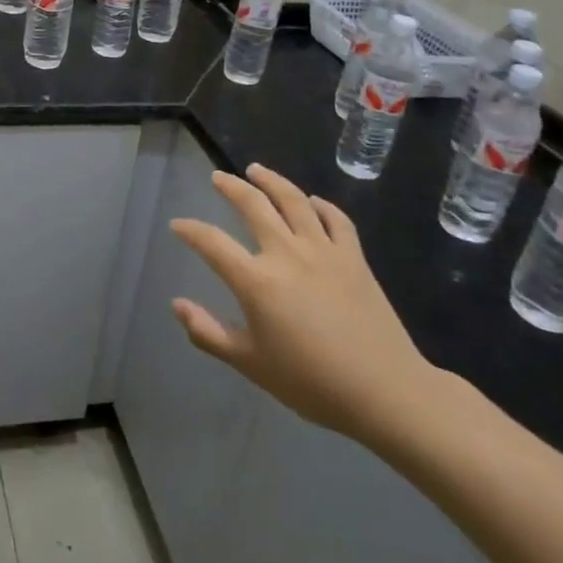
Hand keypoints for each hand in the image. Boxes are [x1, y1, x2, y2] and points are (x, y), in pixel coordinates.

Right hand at [170, 163, 451, 448]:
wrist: (384, 391)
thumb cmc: (311, 383)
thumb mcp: (249, 364)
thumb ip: (208, 333)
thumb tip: (177, 304)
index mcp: (256, 280)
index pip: (212, 243)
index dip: (191, 230)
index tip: (178, 225)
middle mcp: (286, 253)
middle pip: (253, 205)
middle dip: (231, 187)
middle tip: (218, 177)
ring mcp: (323, 250)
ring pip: (293, 200)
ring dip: (272, 181)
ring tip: (257, 170)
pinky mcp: (354, 257)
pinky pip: (336, 219)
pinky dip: (321, 206)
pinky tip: (313, 202)